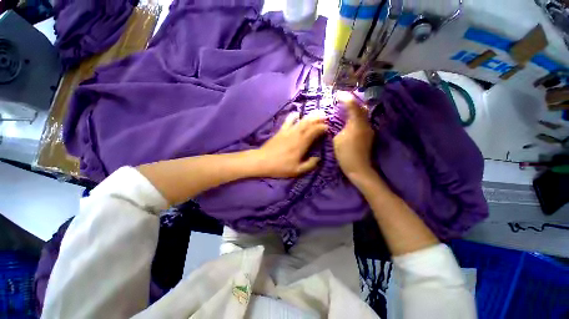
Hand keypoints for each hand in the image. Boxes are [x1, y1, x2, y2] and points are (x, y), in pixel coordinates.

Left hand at [252, 112, 327, 177]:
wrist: (262, 161)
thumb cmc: (280, 167)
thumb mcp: (296, 171)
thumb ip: (309, 165)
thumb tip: (318, 158)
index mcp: (301, 145)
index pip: (313, 132)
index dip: (321, 128)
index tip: (327, 127)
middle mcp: (296, 136)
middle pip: (308, 124)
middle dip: (317, 119)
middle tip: (325, 116)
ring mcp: (287, 132)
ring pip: (300, 121)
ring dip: (309, 116)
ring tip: (316, 112)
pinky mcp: (280, 131)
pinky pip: (287, 121)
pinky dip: (293, 116)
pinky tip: (297, 113)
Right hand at [333, 97, 374, 180]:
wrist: (358, 168)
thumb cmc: (345, 154)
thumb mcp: (337, 139)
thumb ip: (338, 128)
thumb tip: (338, 123)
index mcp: (356, 124)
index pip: (352, 106)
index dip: (345, 98)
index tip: (337, 94)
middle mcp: (365, 124)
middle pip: (360, 107)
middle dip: (352, 101)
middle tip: (342, 100)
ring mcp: (368, 129)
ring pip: (363, 114)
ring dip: (354, 109)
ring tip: (345, 107)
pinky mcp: (368, 135)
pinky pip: (362, 121)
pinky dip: (356, 116)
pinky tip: (350, 118)